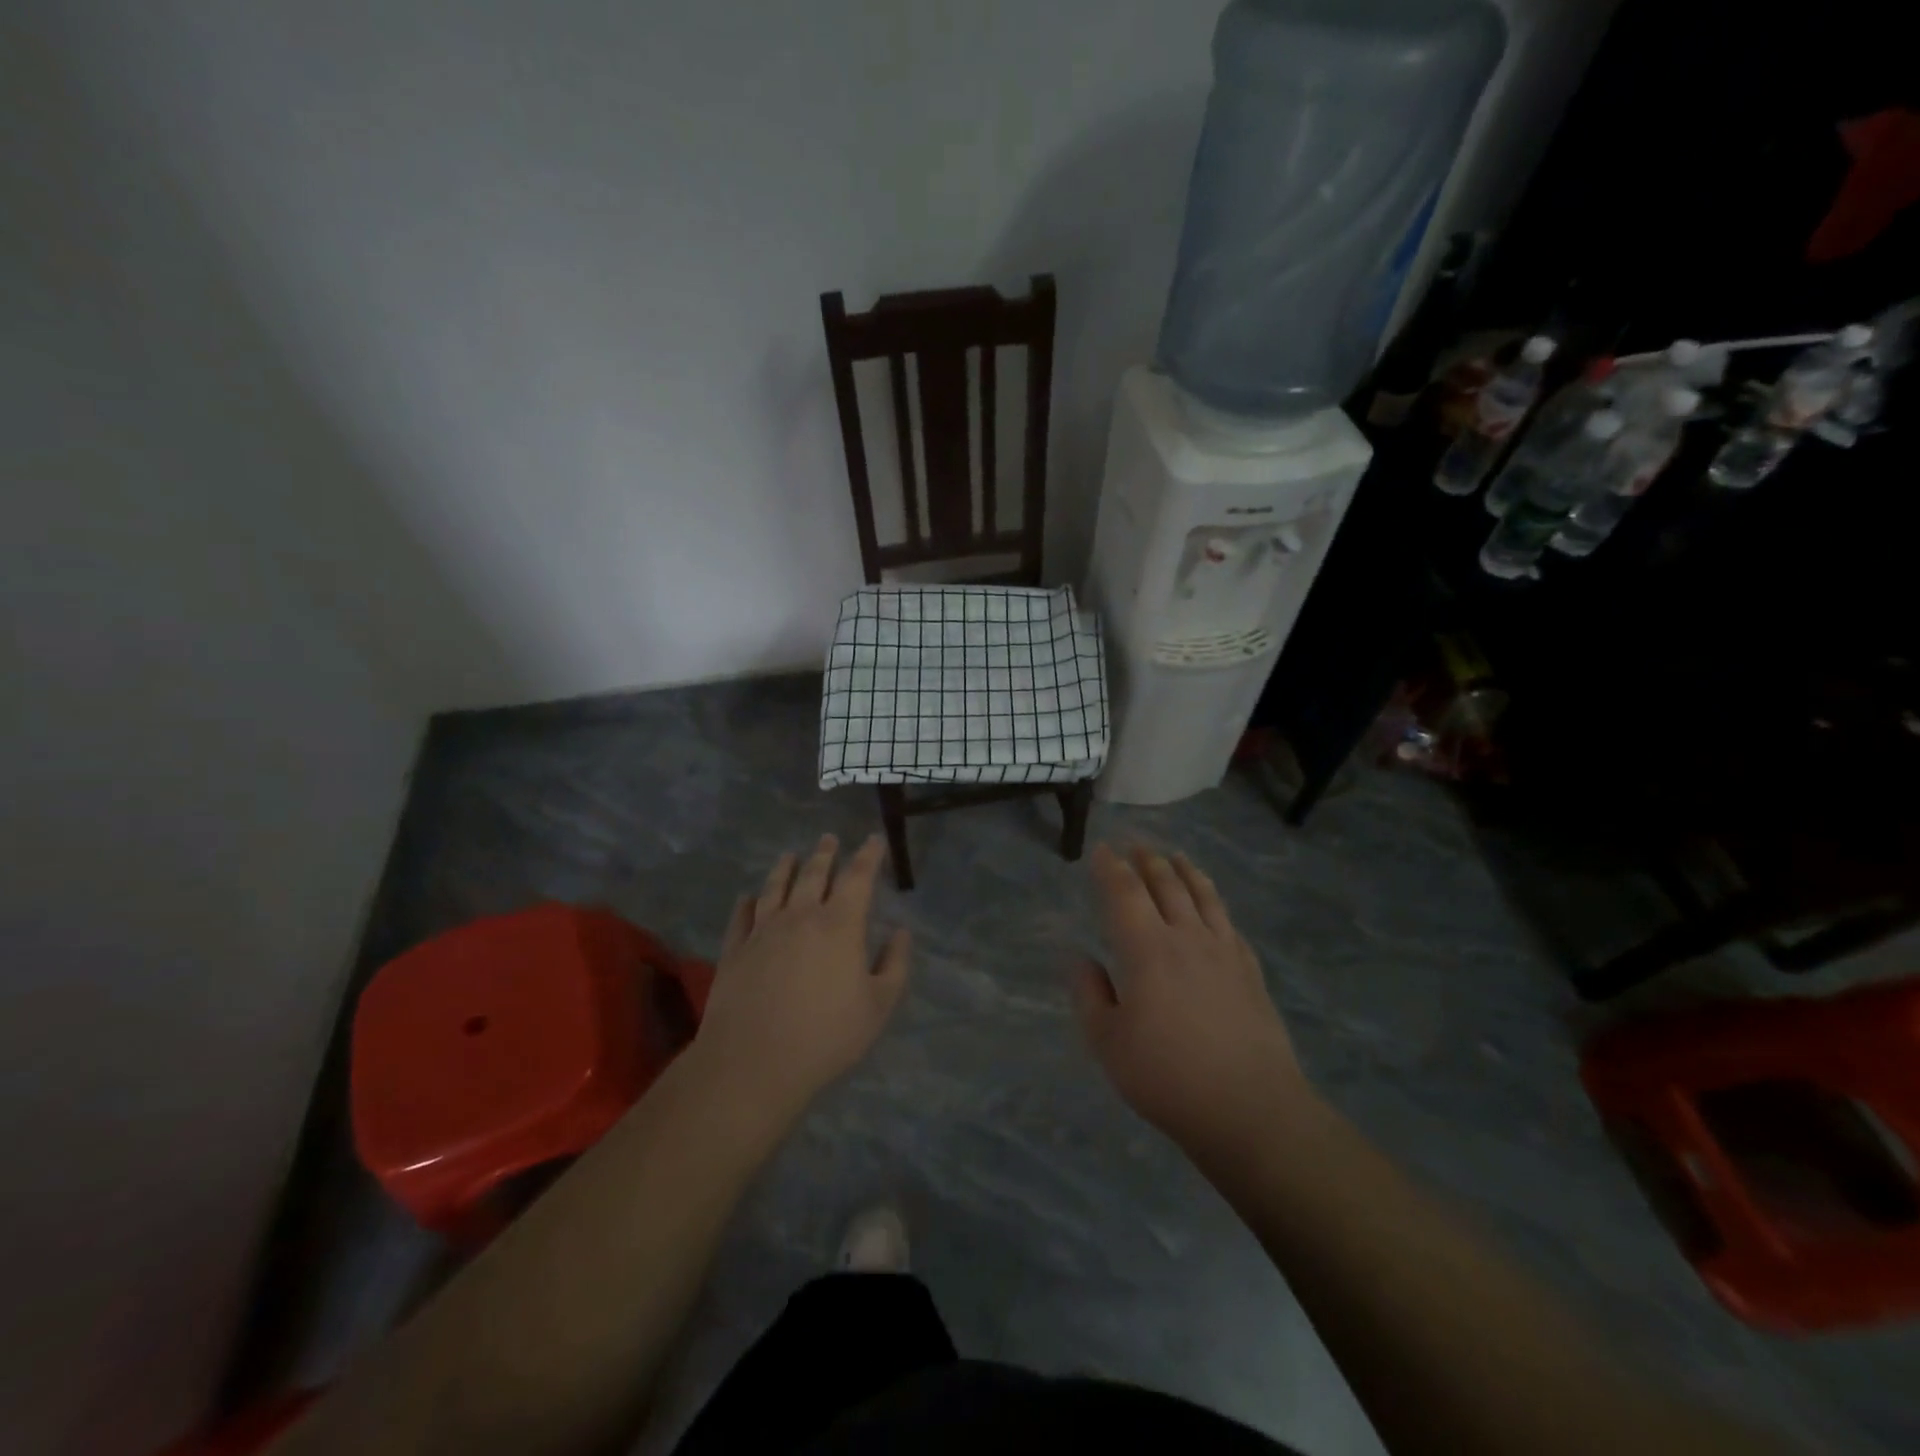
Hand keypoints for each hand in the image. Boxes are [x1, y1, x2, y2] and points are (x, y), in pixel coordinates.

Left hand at [696, 834, 910, 1115]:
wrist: (753, 1062)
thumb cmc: (826, 1036)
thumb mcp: (878, 1006)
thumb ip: (894, 965)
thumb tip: (901, 933)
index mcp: (840, 925)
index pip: (858, 877)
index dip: (868, 856)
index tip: (873, 840)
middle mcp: (800, 916)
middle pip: (814, 874)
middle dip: (825, 853)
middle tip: (829, 838)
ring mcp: (763, 930)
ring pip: (775, 887)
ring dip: (785, 867)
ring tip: (790, 854)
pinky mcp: (735, 950)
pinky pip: (742, 916)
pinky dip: (747, 902)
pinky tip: (748, 897)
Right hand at [1072, 843, 1315, 1159]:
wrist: (1251, 1107)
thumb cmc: (1167, 1076)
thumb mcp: (1108, 1043)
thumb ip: (1089, 994)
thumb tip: (1079, 957)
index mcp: (1146, 949)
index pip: (1125, 893)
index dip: (1111, 868)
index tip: (1102, 850)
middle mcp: (1186, 937)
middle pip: (1166, 884)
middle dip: (1148, 860)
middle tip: (1136, 844)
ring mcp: (1224, 951)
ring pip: (1202, 895)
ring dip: (1185, 870)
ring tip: (1175, 856)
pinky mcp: (1250, 970)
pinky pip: (1229, 922)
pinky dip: (1215, 902)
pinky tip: (1213, 905)